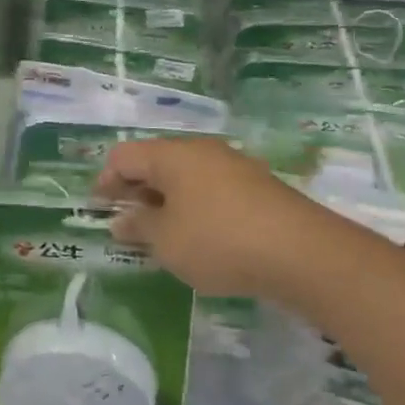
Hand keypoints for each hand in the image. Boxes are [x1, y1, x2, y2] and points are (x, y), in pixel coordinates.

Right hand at [93, 136, 376, 301]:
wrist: (305, 254)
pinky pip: (212, 189)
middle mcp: (202, 151)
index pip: (123, 156)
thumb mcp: (166, 241)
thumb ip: (138, 228)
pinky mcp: (259, 187)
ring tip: (162, 234)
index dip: (105, 181)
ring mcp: (234, 166)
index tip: (99, 211)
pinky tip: (200, 236)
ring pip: (185, 176)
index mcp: (172, 155)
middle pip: (155, 162)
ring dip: (166, 200)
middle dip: (136, 191)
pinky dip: (195, 206)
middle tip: (128, 223)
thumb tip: (120, 221)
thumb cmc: (219, 241)